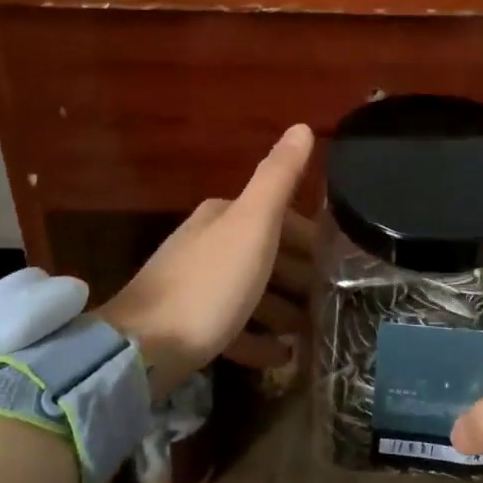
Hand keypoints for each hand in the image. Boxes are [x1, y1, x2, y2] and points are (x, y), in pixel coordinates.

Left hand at [99, 125, 314, 394]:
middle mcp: (206, 244)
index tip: (339, 262)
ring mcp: (194, 287)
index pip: (277, 217)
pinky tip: (282, 356)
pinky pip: (233, 328)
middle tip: (332, 300)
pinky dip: (259, 339)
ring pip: (250, 291)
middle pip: (264, 255)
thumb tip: (302, 126)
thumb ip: (278, 177)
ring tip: (312, 329)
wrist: (143, 348)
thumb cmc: (209, 284)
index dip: (310, 238)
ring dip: (282, 308)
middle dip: (299, 275)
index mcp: (223, 216)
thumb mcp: (252, 225)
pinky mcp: (186, 327)